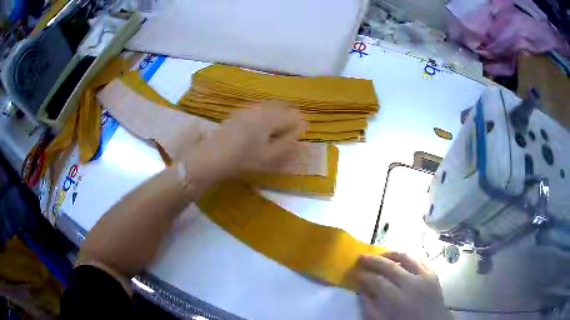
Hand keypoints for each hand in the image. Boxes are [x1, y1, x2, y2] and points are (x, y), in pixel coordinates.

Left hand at [186, 101, 306, 177]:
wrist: (213, 156)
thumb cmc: (244, 158)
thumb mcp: (270, 155)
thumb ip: (289, 141)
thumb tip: (302, 129)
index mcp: (270, 117)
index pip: (293, 115)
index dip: (299, 126)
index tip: (298, 137)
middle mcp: (260, 107)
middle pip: (282, 107)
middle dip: (289, 118)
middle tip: (289, 135)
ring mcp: (248, 108)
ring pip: (270, 106)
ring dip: (278, 116)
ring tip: (276, 133)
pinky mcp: (239, 112)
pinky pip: (259, 108)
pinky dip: (266, 116)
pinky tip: (261, 129)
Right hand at [354, 252, 451, 319]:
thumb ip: (371, 307)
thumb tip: (361, 291)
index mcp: (398, 300)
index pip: (377, 282)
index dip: (364, 276)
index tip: (354, 273)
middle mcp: (412, 284)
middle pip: (390, 266)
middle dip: (373, 260)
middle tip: (361, 257)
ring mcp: (425, 276)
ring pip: (406, 257)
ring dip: (390, 253)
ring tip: (380, 255)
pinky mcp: (433, 273)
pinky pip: (421, 258)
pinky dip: (409, 256)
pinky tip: (400, 258)